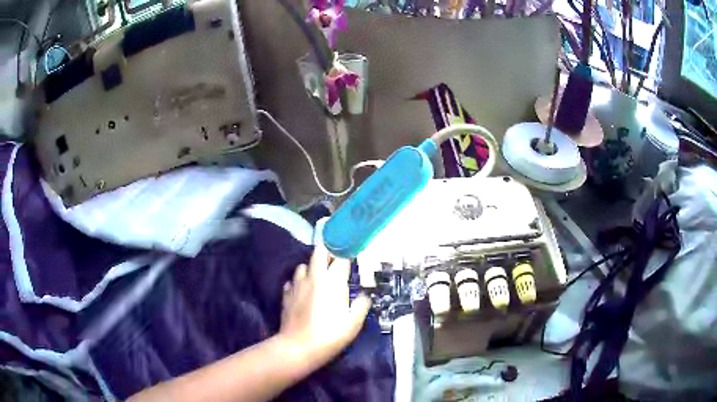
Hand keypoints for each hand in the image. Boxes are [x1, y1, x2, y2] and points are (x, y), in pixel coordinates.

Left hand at [277, 245, 370, 371]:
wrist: (298, 348)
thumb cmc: (330, 335)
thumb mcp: (353, 324)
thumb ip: (361, 306)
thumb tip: (364, 296)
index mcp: (332, 282)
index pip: (341, 259)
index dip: (347, 257)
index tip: (351, 261)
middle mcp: (313, 278)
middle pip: (319, 252)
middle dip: (327, 252)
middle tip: (334, 262)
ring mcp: (297, 285)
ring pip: (303, 265)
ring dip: (311, 268)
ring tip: (317, 279)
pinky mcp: (286, 295)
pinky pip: (292, 281)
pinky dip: (298, 283)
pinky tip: (302, 293)